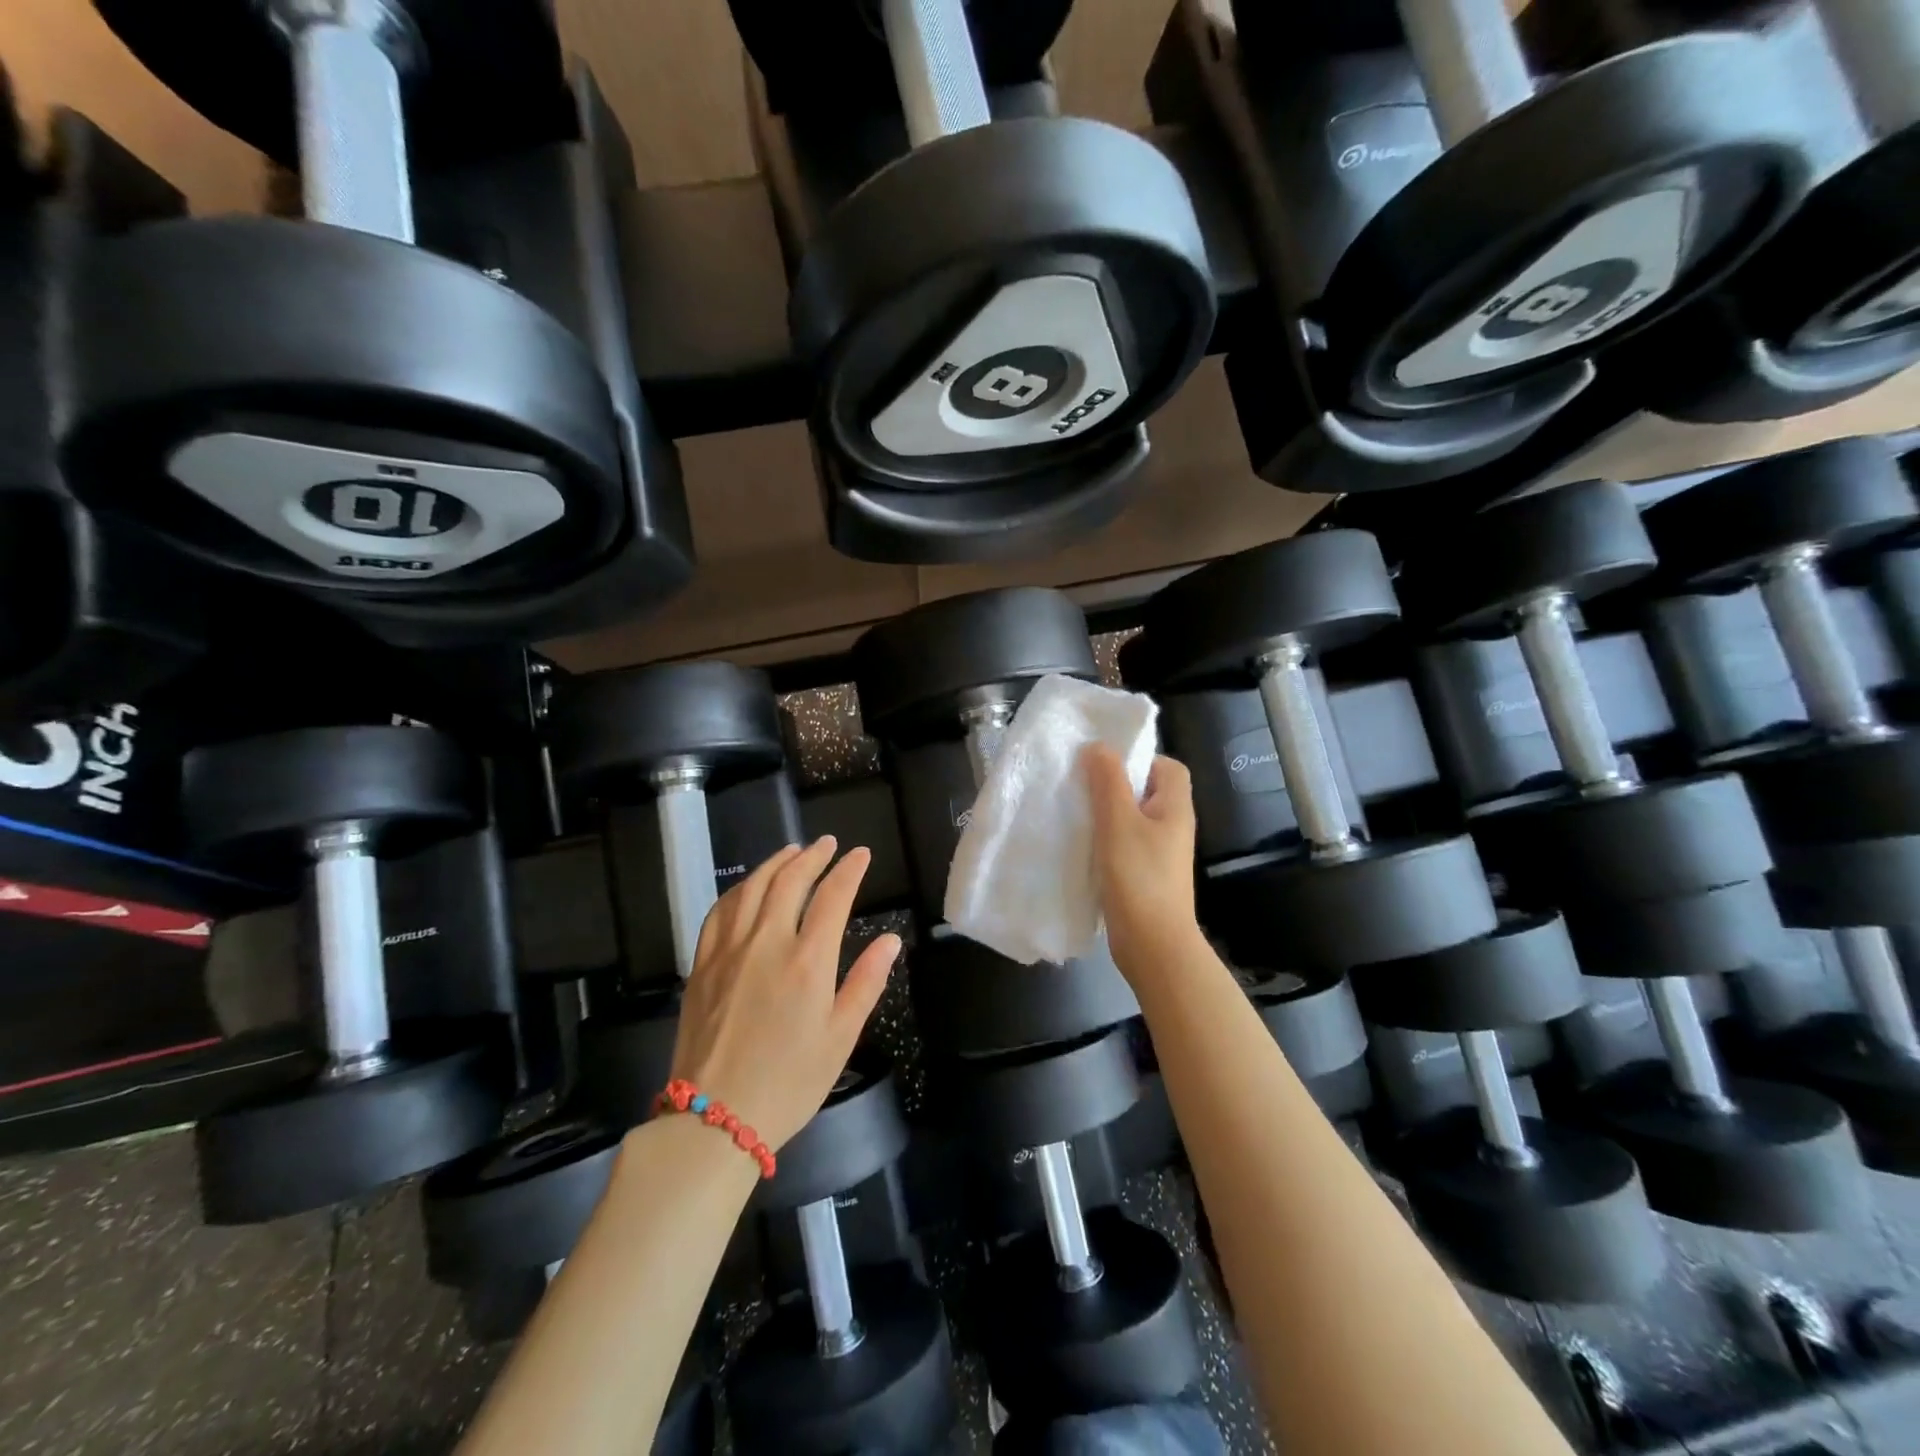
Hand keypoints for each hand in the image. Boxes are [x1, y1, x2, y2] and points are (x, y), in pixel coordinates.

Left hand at [669, 837, 899, 1152]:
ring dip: (775, 863)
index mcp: (808, 961)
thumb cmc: (789, 1082)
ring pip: (752, 888)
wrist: (715, 1118)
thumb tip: (890, 940)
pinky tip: (748, 887)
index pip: (832, 897)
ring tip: (792, 851)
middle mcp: (767, 943)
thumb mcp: (840, 1038)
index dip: (849, 870)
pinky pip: (720, 911)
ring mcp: (729, 950)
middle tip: (827, 843)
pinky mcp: (702, 963)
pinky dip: (739, 888)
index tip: (860, 854)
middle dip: (813, 855)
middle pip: (790, 880)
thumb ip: (866, 982)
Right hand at [1084, 745, 1201, 973]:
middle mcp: (1171, 826)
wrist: (1153, 945)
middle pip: (1145, 790)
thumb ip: (1108, 781)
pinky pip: (1123, 843)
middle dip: (1113, 784)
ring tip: (1073, 810)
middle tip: (1080, 783)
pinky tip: (1079, 843)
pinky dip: (1103, 839)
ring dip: (1104, 812)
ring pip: (1130, 818)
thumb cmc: (1139, 877)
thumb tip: (1099, 746)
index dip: (1139, 758)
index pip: (1166, 766)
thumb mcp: (1119, 821)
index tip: (1104, 764)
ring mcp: (1158, 852)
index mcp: (1175, 807)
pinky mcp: (1143, 874)